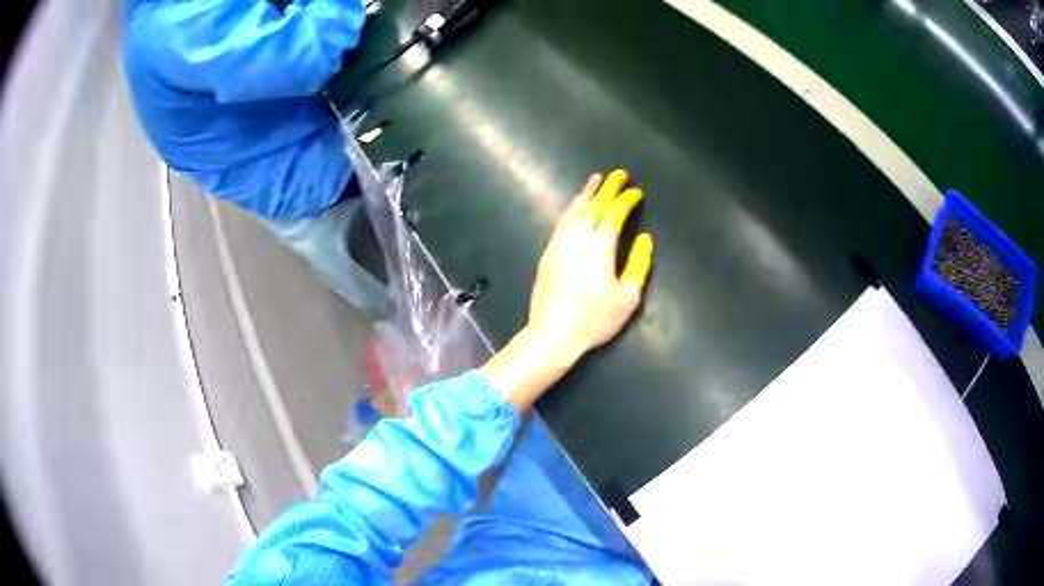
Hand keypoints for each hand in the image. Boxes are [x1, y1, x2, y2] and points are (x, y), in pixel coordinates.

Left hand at [527, 170, 652, 361]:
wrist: (553, 334)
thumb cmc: (595, 319)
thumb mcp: (628, 297)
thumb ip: (639, 264)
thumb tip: (644, 239)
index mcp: (600, 246)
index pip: (614, 213)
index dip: (626, 200)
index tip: (635, 192)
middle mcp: (578, 238)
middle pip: (593, 205)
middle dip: (607, 188)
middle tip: (618, 174)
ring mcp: (559, 244)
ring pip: (574, 211)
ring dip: (586, 193)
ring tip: (595, 180)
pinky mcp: (548, 253)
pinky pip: (561, 222)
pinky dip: (571, 209)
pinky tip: (575, 207)